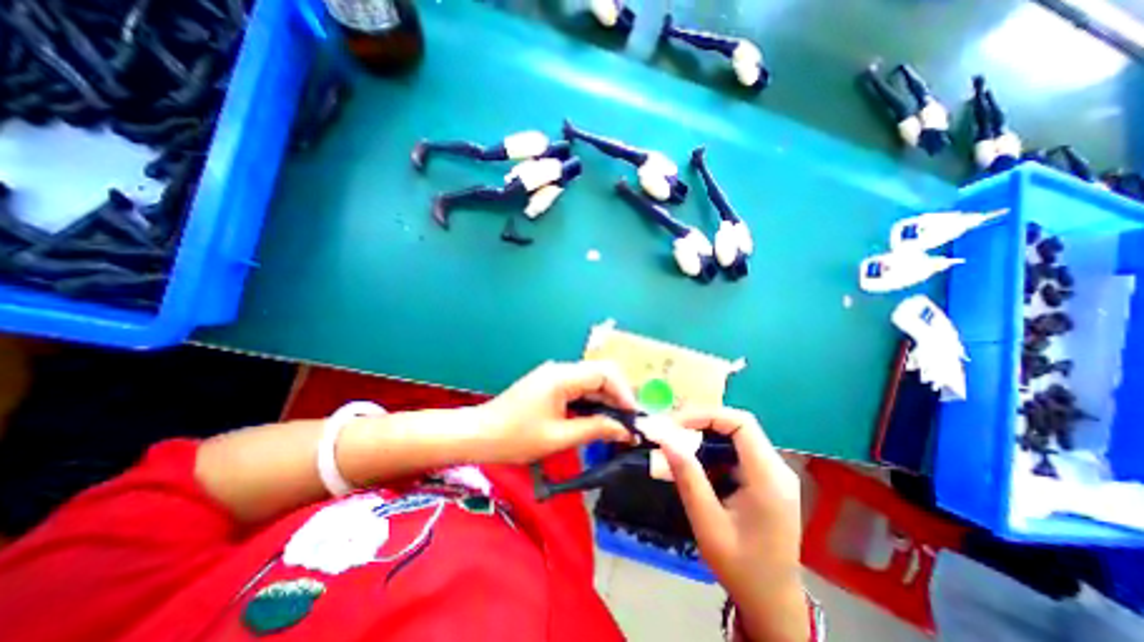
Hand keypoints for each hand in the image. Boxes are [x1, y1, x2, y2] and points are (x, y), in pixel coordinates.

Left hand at [470, 360, 640, 462]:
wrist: (478, 435)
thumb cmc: (515, 438)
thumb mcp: (558, 437)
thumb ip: (595, 429)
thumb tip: (625, 430)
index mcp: (562, 377)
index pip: (604, 373)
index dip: (624, 392)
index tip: (634, 417)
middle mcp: (560, 370)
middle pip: (600, 374)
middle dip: (618, 397)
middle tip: (629, 423)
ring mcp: (554, 376)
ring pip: (590, 382)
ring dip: (606, 401)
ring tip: (619, 425)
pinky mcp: (550, 385)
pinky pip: (579, 389)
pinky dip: (592, 403)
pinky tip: (598, 420)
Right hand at [658, 410, 807, 638]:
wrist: (774, 605)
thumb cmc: (741, 568)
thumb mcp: (708, 523)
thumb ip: (688, 477)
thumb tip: (665, 439)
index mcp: (768, 478)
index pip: (740, 423)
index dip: (706, 415)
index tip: (676, 424)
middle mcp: (777, 469)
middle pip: (738, 426)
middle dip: (701, 423)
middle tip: (671, 432)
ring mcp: (775, 475)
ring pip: (737, 437)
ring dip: (706, 437)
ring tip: (679, 445)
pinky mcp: (768, 481)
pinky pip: (739, 452)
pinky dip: (715, 451)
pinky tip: (698, 465)